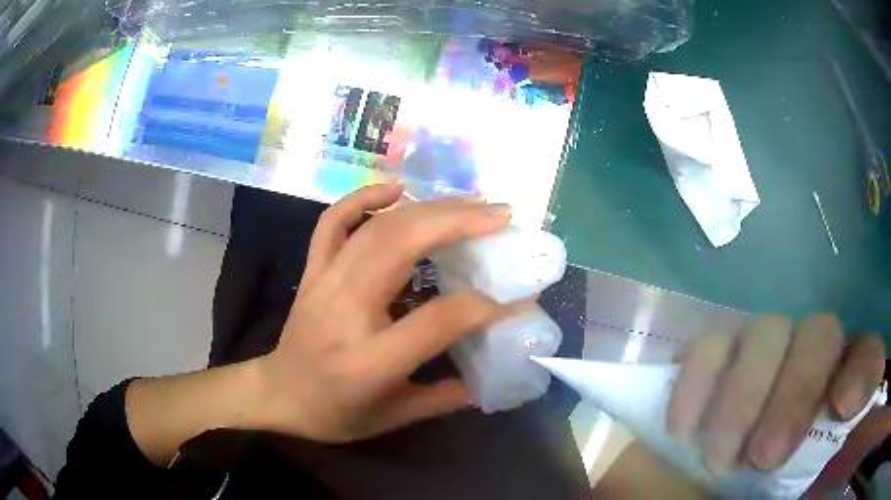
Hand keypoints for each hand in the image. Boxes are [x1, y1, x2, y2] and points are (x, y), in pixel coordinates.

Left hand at [255, 183, 521, 441]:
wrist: (278, 395)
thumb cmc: (335, 413)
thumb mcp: (395, 417)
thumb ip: (446, 397)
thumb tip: (491, 374)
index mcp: (370, 361)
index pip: (436, 320)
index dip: (483, 305)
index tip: (516, 296)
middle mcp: (345, 311)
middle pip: (401, 248)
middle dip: (458, 223)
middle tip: (500, 214)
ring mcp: (323, 283)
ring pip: (376, 229)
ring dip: (427, 208)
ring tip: (470, 202)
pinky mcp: (313, 271)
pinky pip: (333, 222)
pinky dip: (363, 198)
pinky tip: (396, 189)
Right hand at [667, 314, 885, 475]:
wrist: (716, 483)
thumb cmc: (762, 494)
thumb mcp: (792, 491)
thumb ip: (813, 472)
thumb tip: (820, 470)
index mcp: (837, 393)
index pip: (866, 357)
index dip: (862, 371)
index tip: (843, 405)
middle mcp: (810, 358)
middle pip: (820, 334)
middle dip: (795, 392)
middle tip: (761, 457)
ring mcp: (765, 349)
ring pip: (766, 331)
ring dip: (742, 395)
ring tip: (716, 456)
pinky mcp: (719, 354)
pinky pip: (711, 344)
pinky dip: (697, 382)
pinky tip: (683, 429)